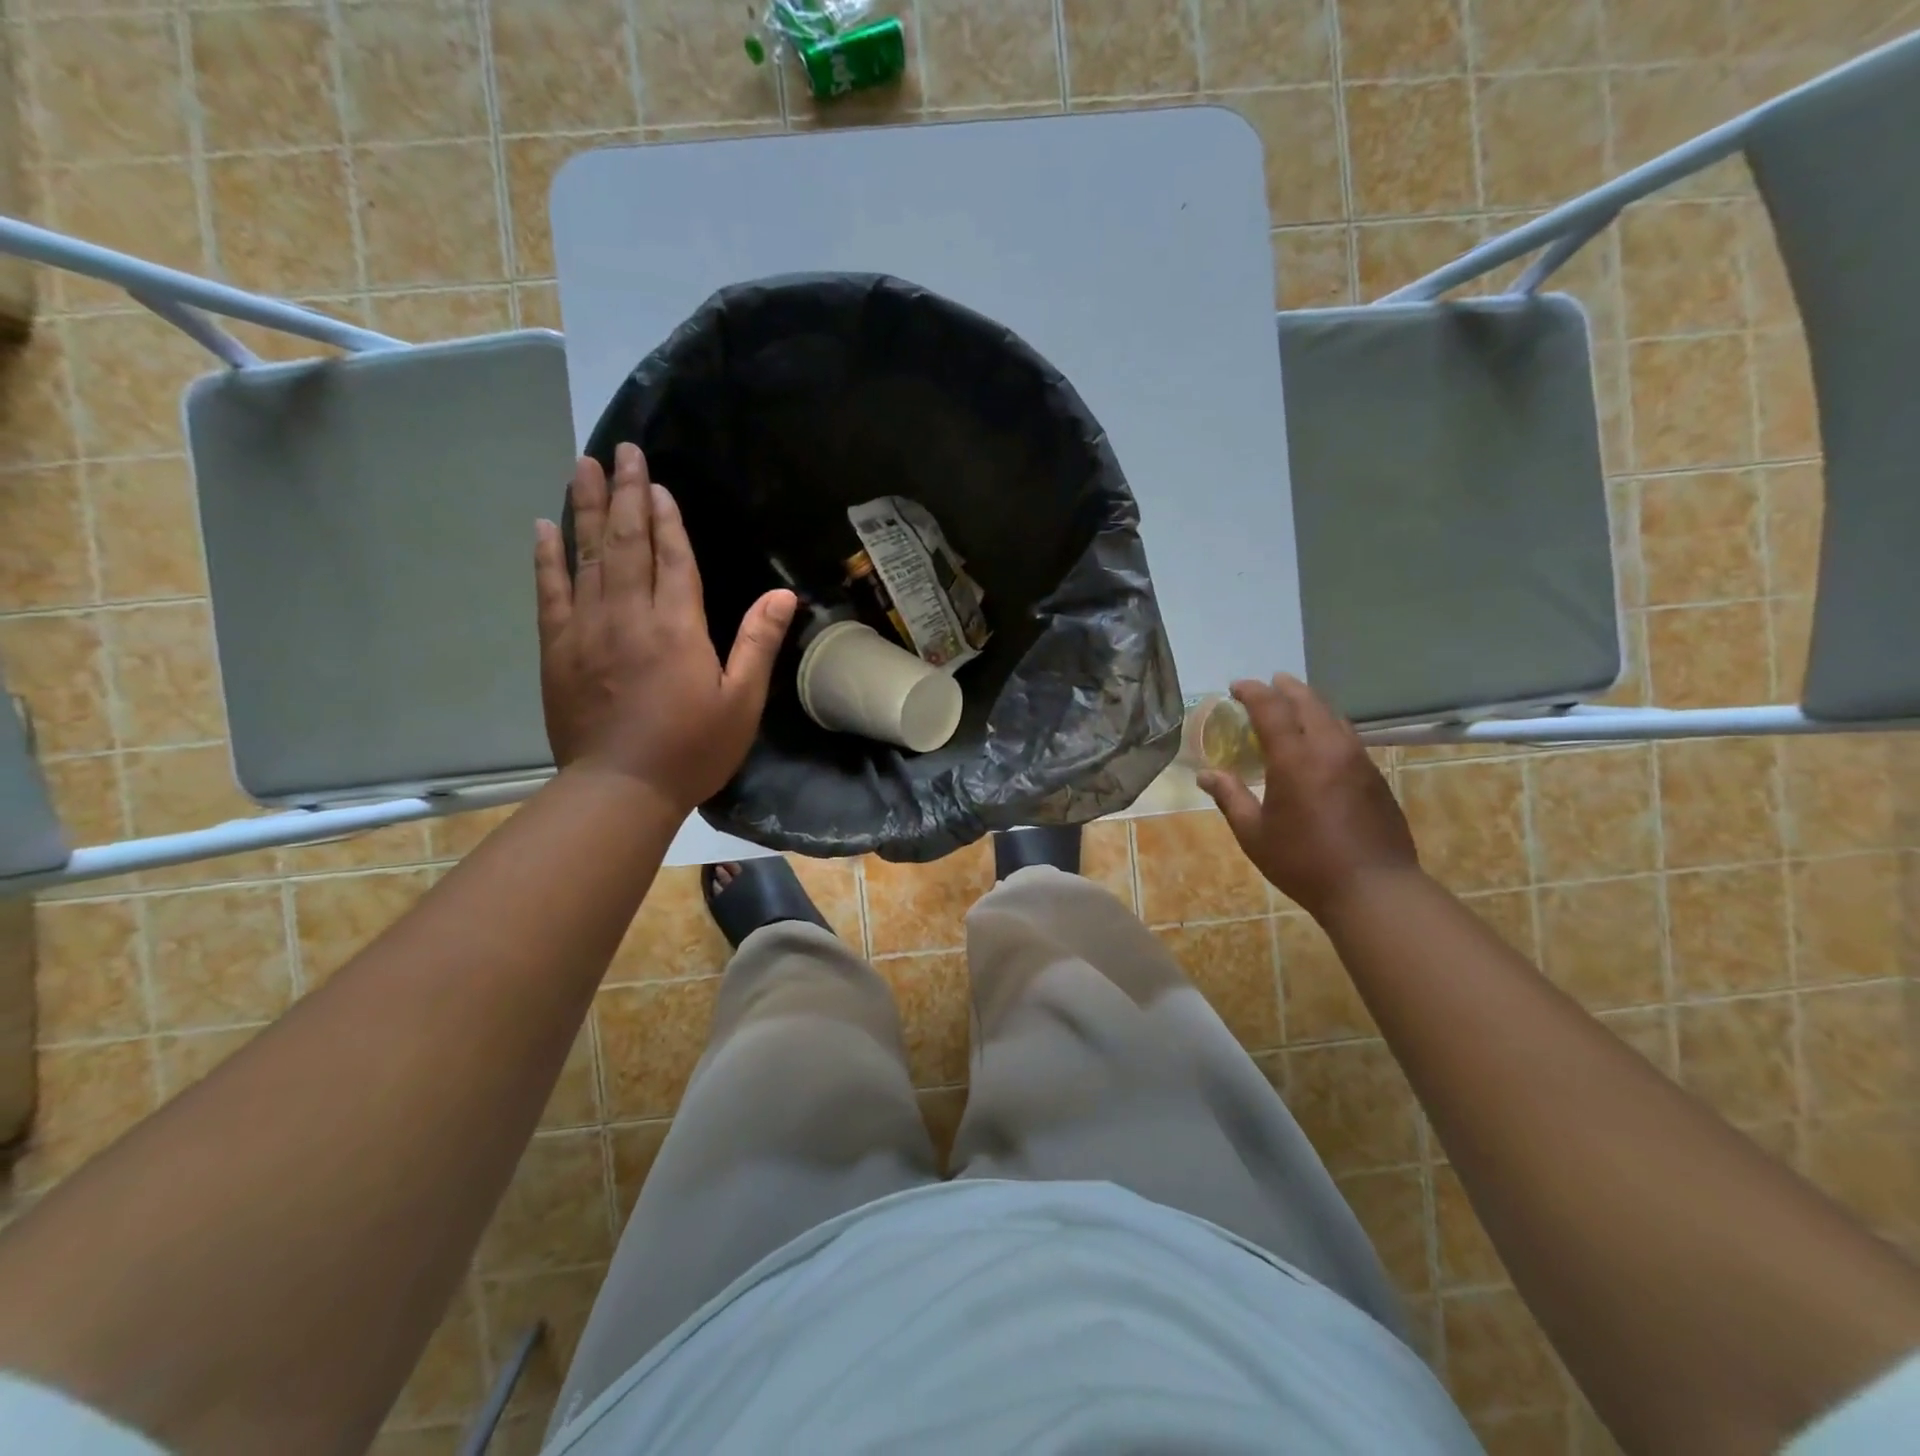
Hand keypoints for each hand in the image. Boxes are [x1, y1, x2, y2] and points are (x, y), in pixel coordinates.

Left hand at [533, 445, 794, 813]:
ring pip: (585, 556)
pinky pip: (550, 591)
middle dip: (623, 494)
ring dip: (583, 508)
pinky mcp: (557, 649)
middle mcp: (629, 616)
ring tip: (581, 467)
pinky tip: (544, 528)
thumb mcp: (742, 702)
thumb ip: (758, 643)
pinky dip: (547, 557)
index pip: (672, 558)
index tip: (657, 482)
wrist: (620, 789)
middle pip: (625, 543)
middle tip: (619, 451)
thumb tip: (784, 594)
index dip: (666, 518)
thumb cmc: (692, 749)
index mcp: (678, 628)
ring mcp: (587, 629)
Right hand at [1197, 675, 1418, 919]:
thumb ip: (1230, 798)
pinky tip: (1320, 739)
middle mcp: (1329, 749)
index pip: (1272, 709)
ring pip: (1333, 716)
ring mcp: (1358, 760)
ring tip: (1294, 702)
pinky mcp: (1375, 776)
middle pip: (1308, 702)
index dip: (1253, 692)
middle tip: (1268, 683)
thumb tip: (1206, 775)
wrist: (1374, 889)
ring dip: (1310, 703)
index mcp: (1295, 760)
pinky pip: (1348, 736)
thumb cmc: (1304, 862)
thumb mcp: (1254, 834)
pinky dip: (1328, 724)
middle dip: (1285, 688)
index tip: (1236, 687)